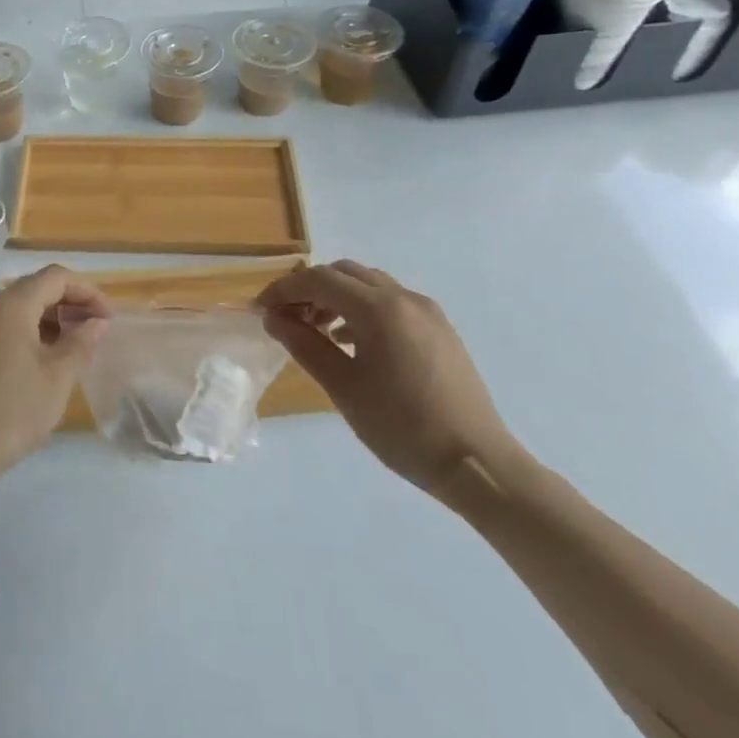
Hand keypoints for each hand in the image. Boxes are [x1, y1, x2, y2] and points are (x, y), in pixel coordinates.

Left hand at [0, 266, 110, 487]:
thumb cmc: (12, 409)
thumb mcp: (58, 377)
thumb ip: (81, 342)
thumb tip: (96, 322)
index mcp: (11, 305)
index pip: (56, 277)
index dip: (87, 291)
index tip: (109, 317)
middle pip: (36, 288)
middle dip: (70, 303)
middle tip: (96, 330)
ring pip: (20, 309)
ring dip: (51, 319)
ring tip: (76, 346)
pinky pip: (5, 327)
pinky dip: (31, 333)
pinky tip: (46, 360)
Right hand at [258, 261, 522, 500]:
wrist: (477, 463)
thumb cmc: (402, 427)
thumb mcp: (344, 388)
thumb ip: (305, 346)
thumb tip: (273, 319)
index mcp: (379, 308)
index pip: (319, 280)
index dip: (284, 290)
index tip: (261, 310)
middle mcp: (404, 298)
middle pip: (344, 273)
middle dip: (310, 289)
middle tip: (287, 318)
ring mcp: (427, 312)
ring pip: (369, 285)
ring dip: (337, 297)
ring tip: (316, 331)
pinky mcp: (441, 330)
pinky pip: (392, 303)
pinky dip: (363, 309)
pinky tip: (352, 342)